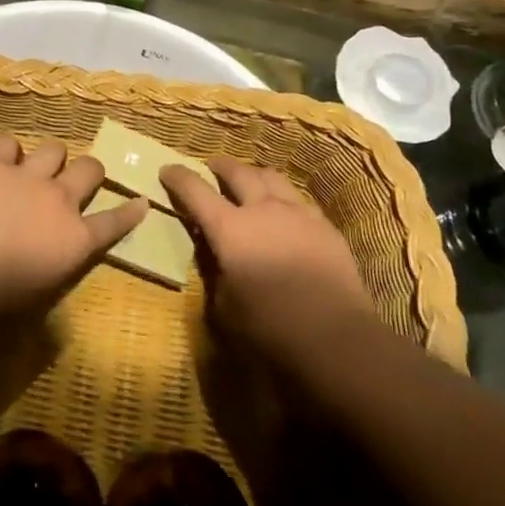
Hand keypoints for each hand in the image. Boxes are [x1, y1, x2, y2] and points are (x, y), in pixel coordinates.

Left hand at [0, 135, 148, 316]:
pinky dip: (7, 152)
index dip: (130, 210)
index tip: (141, 201)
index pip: (115, 221)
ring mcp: (30, 177)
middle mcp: (61, 199)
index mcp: (77, 237)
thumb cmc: (2, 293)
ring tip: (35, 168)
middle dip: (89, 171)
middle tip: (75, 179)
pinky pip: (9, 142)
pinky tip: (0, 162)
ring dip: (49, 159)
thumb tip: (60, 243)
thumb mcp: (47, 283)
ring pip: (55, 147)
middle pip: (91, 168)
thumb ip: (62, 254)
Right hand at [161, 158, 372, 363]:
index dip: (178, 177)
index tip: (167, 170)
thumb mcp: (225, 307)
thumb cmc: (271, 328)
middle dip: (219, 166)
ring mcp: (297, 212)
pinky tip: (284, 210)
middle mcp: (262, 209)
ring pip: (271, 176)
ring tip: (249, 179)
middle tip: (210, 167)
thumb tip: (214, 256)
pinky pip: (298, 199)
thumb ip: (215, 273)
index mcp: (229, 229)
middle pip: (237, 172)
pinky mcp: (325, 225)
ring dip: (253, 174)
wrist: (337, 338)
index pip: (195, 190)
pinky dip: (283, 197)